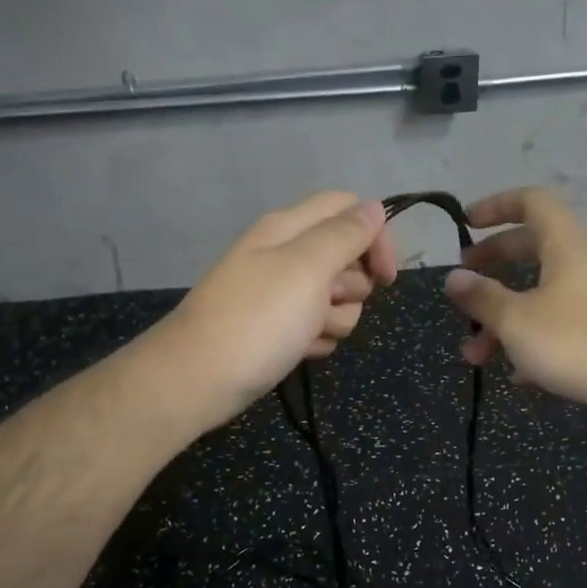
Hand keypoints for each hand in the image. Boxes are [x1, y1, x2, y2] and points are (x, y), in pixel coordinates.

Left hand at [150, 191, 397, 430]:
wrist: (200, 379)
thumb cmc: (258, 319)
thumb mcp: (307, 268)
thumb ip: (345, 235)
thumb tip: (374, 208)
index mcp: (290, 228)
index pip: (349, 209)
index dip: (375, 237)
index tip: (386, 277)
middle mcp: (286, 255)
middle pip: (348, 259)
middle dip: (351, 288)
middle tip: (327, 302)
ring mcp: (282, 295)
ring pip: (338, 300)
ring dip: (334, 320)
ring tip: (306, 334)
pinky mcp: (279, 329)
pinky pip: (318, 328)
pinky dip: (315, 341)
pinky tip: (297, 352)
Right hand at [444, 187, 586, 421]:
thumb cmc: (578, 342)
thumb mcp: (517, 320)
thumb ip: (482, 298)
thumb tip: (452, 278)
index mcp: (565, 246)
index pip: (532, 202)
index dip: (497, 205)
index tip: (467, 223)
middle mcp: (583, 265)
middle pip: (531, 250)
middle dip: (492, 267)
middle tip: (463, 287)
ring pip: (541, 298)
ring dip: (504, 321)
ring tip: (475, 356)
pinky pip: (559, 328)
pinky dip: (532, 344)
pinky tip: (516, 376)